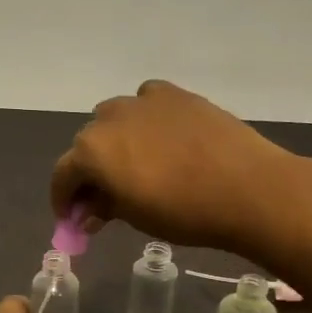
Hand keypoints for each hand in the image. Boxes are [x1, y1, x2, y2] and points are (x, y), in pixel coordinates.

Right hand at [50, 80, 289, 252]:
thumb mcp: (134, 218)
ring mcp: (143, 101)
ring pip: (114, 119)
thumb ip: (104, 208)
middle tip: (103, 197)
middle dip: (89, 171)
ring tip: (132, 164)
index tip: (71, 217)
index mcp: (91, 151)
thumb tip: (89, 211)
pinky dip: (144, 119)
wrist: (248, 188)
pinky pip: (146, 102)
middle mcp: (109, 118)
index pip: (63, 174)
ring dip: (113, 141)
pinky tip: (160, 138)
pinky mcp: (175, 94)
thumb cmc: (183, 212)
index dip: (63, 199)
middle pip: (86, 145)